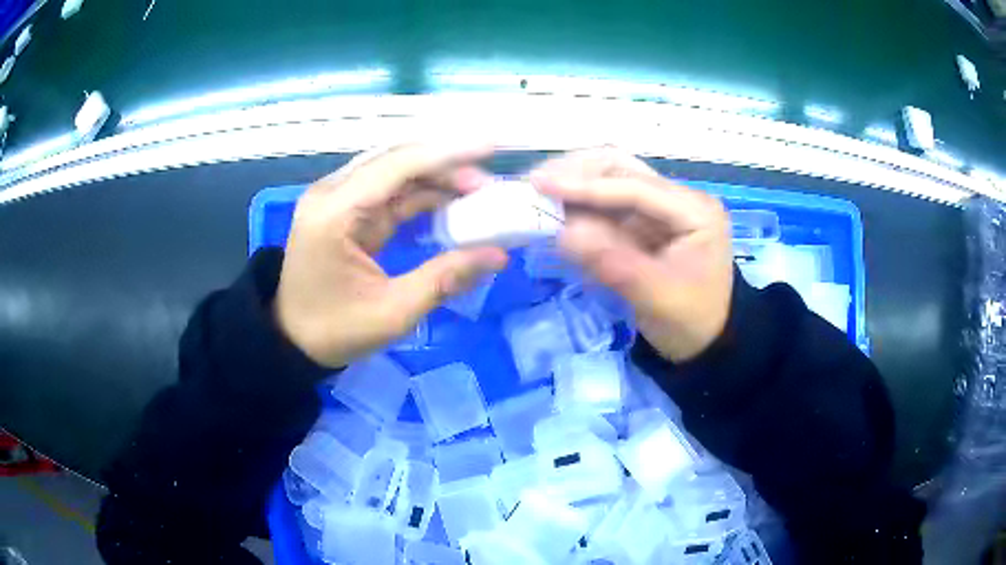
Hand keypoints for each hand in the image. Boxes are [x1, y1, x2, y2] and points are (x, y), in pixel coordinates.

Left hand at [275, 144, 509, 367]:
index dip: (448, 154)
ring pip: (395, 172)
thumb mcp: (392, 313)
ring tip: (478, 193)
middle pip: (397, 160)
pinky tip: (450, 204)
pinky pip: (389, 191)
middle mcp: (332, 193)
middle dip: (447, 166)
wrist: (291, 340)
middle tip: (489, 185)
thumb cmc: (334, 331)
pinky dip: (421, 195)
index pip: (397, 166)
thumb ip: (445, 278)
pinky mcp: (344, 209)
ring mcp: (336, 198)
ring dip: (437, 178)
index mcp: (335, 212)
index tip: (492, 147)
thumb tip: (499, 255)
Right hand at [531, 149, 732, 361]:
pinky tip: (557, 208)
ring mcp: (662, 207)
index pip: (635, 186)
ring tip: (539, 192)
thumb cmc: (691, 322)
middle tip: (534, 183)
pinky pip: (608, 204)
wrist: (707, 342)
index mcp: (695, 211)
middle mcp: (679, 198)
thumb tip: (563, 234)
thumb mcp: (657, 300)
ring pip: (612, 179)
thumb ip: (613, 265)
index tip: (540, 184)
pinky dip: (581, 204)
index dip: (587, 184)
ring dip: (576, 184)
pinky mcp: (646, 221)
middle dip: (577, 173)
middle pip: (623, 168)